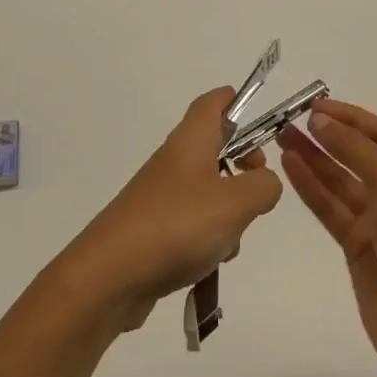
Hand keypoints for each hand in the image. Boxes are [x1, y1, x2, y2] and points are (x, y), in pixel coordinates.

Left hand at [59, 87, 282, 333]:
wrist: (111, 275)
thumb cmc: (177, 224)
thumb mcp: (236, 202)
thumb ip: (263, 185)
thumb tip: (265, 181)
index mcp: (191, 141)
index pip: (211, 104)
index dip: (233, 100)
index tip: (257, 111)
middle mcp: (174, 161)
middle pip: (214, 148)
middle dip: (243, 164)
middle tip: (259, 182)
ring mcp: (162, 196)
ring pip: (208, 191)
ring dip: (229, 211)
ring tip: (231, 237)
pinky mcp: (155, 230)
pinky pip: (193, 224)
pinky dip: (209, 239)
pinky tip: (210, 263)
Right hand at [279, 100, 376, 376]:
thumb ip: (355, 148)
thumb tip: (320, 120)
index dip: (348, 117)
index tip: (312, 105)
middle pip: (359, 154)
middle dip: (326, 136)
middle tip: (287, 119)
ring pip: (340, 181)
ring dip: (313, 158)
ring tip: (280, 136)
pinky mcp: (358, 246)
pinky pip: (331, 208)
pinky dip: (311, 187)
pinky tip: (289, 167)